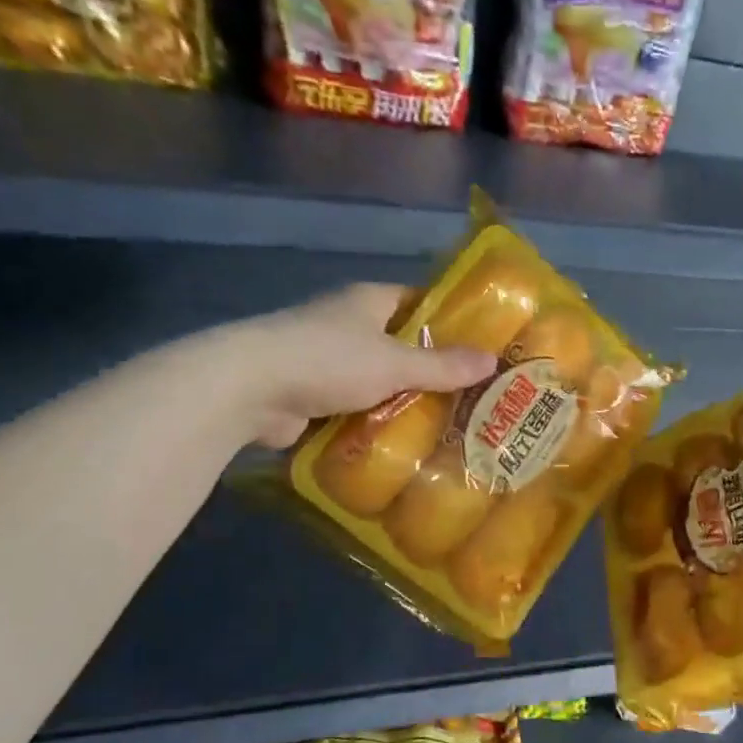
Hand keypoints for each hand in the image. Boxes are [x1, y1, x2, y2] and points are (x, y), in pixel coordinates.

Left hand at [230, 283, 497, 447]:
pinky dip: (372, 421)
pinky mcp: (309, 393)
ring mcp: (324, 358)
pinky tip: (401, 442)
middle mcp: (345, 323)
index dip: (447, 318)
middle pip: (397, 343)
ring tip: (445, 424)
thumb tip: (493, 361)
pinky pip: (352, 406)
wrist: (250, 389)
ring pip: (375, 378)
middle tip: (470, 394)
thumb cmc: (329, 360)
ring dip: (400, 399)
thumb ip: (443, 366)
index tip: (479, 343)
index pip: (416, 300)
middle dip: (428, 367)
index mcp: (367, 301)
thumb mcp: (395, 363)